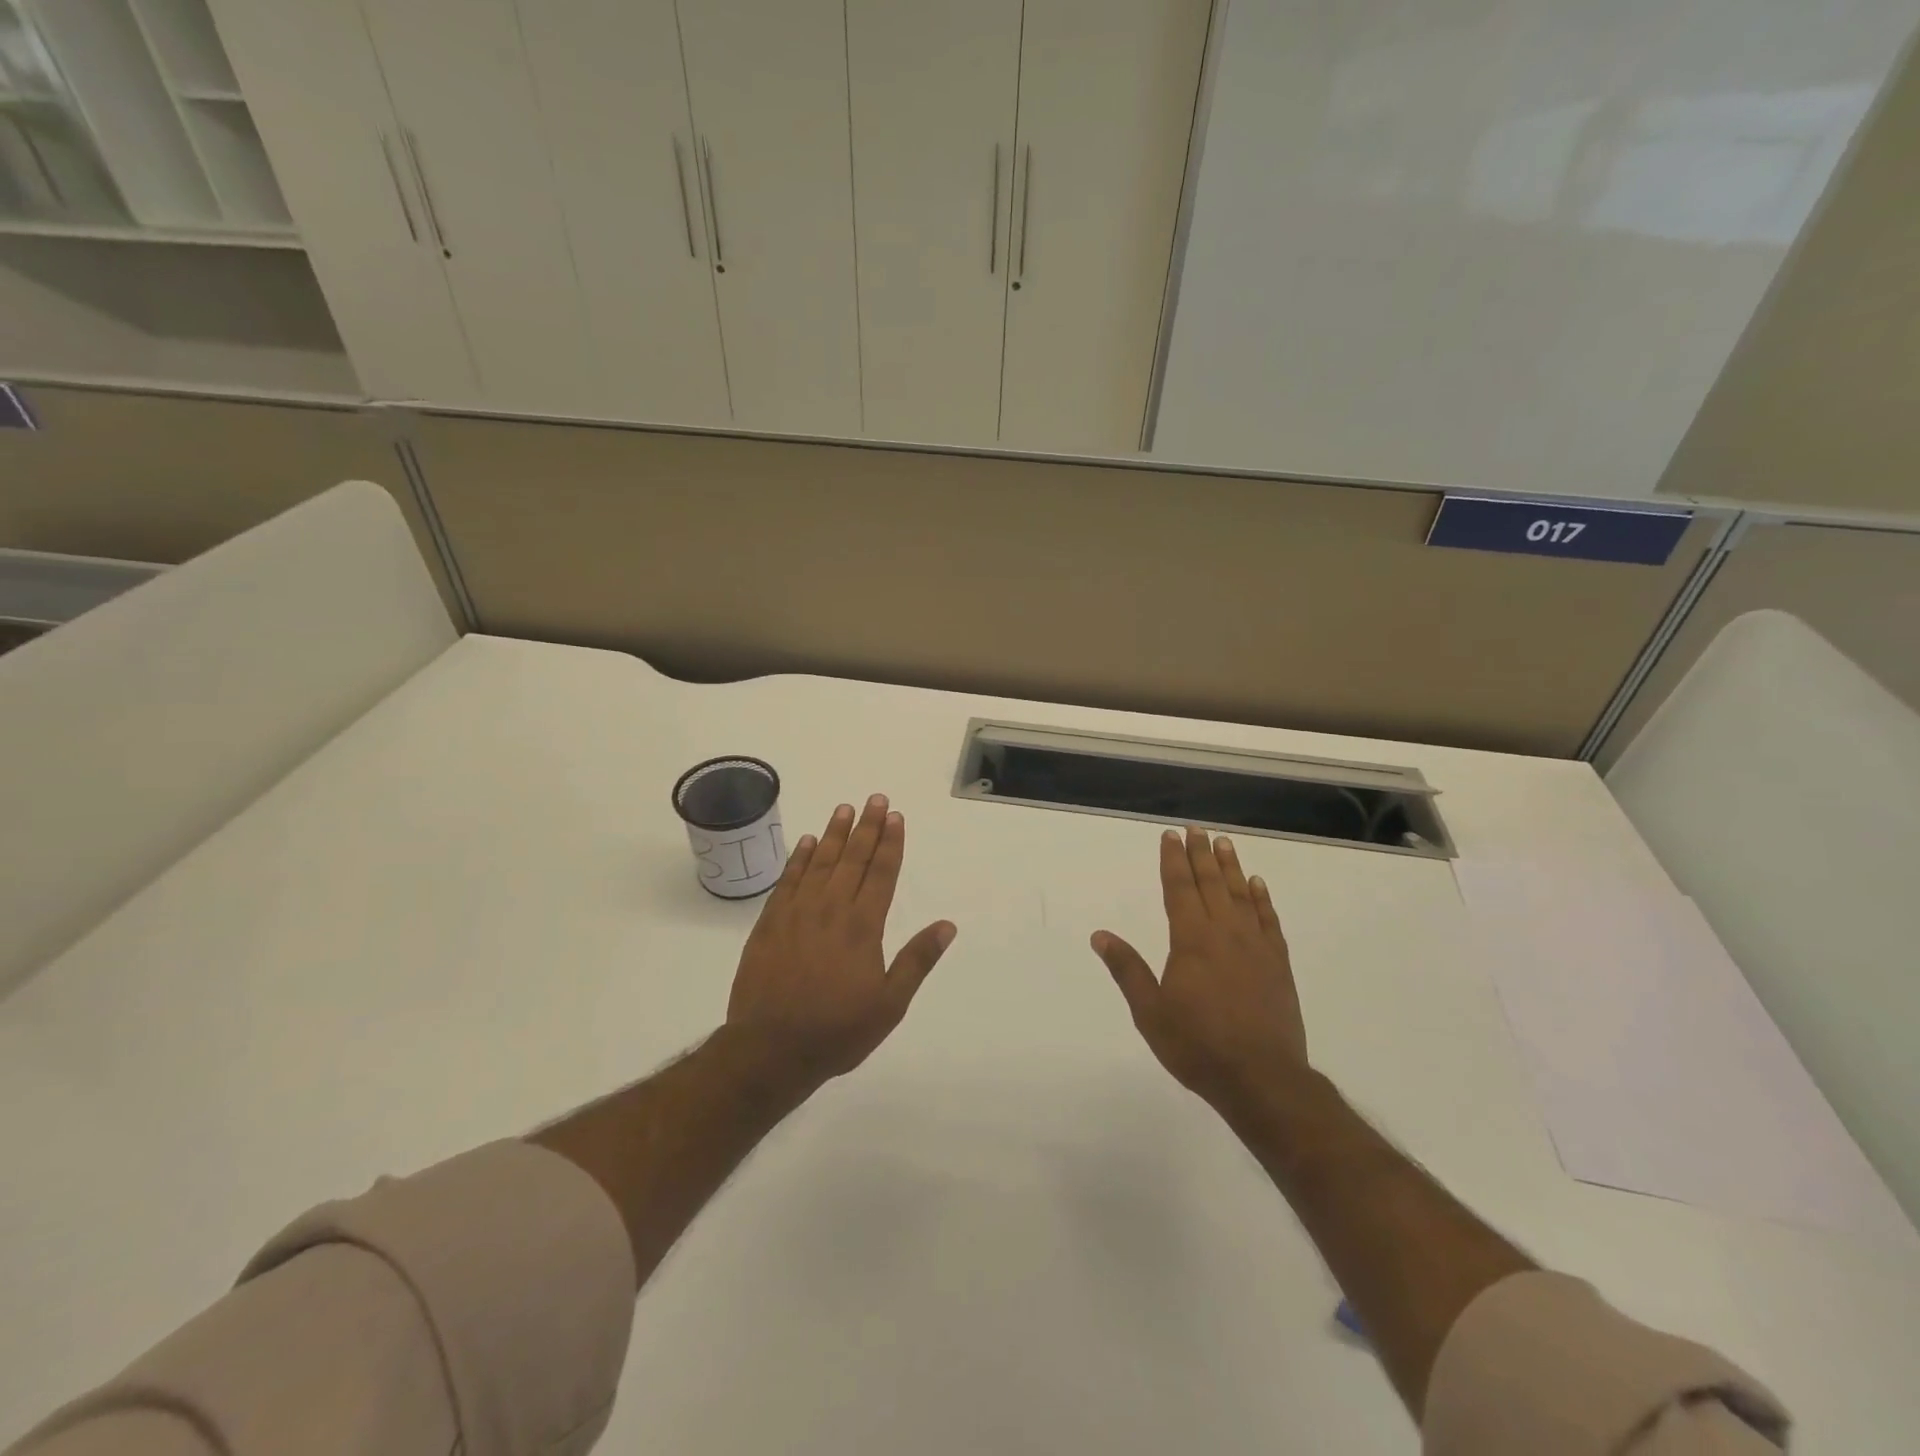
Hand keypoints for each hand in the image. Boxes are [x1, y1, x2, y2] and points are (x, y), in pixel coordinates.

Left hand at [727, 794, 955, 1092]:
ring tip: (844, 808)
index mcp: (863, 926)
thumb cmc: (837, 1030)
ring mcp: (797, 912)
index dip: (891, 843)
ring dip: (833, 834)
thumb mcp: (890, 1004)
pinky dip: (797, 858)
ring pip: (819, 862)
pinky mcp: (770, 922)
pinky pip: (787, 880)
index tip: (896, 817)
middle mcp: (832, 909)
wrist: (770, 1048)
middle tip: (875, 799)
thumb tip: (947, 925)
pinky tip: (805, 842)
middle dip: (867, 827)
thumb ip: (917, 960)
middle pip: (853, 858)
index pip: (882, 873)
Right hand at [1092, 827, 1307, 1107]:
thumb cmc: (1198, 1046)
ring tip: (1224, 844)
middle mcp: (1225, 933)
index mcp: (1191, 940)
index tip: (1170, 836)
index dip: (1173, 860)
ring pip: (1241, 895)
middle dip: (1200, 854)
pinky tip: (1258, 885)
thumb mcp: (1150, 1012)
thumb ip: (1127, 969)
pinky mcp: (1278, 964)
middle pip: (1211, 883)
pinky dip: (1263, 899)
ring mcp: (1256, 947)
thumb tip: (1100, 935)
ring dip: (1231, 867)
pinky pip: (1270, 920)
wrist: (1262, 1079)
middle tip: (1196, 829)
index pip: (1179, 889)